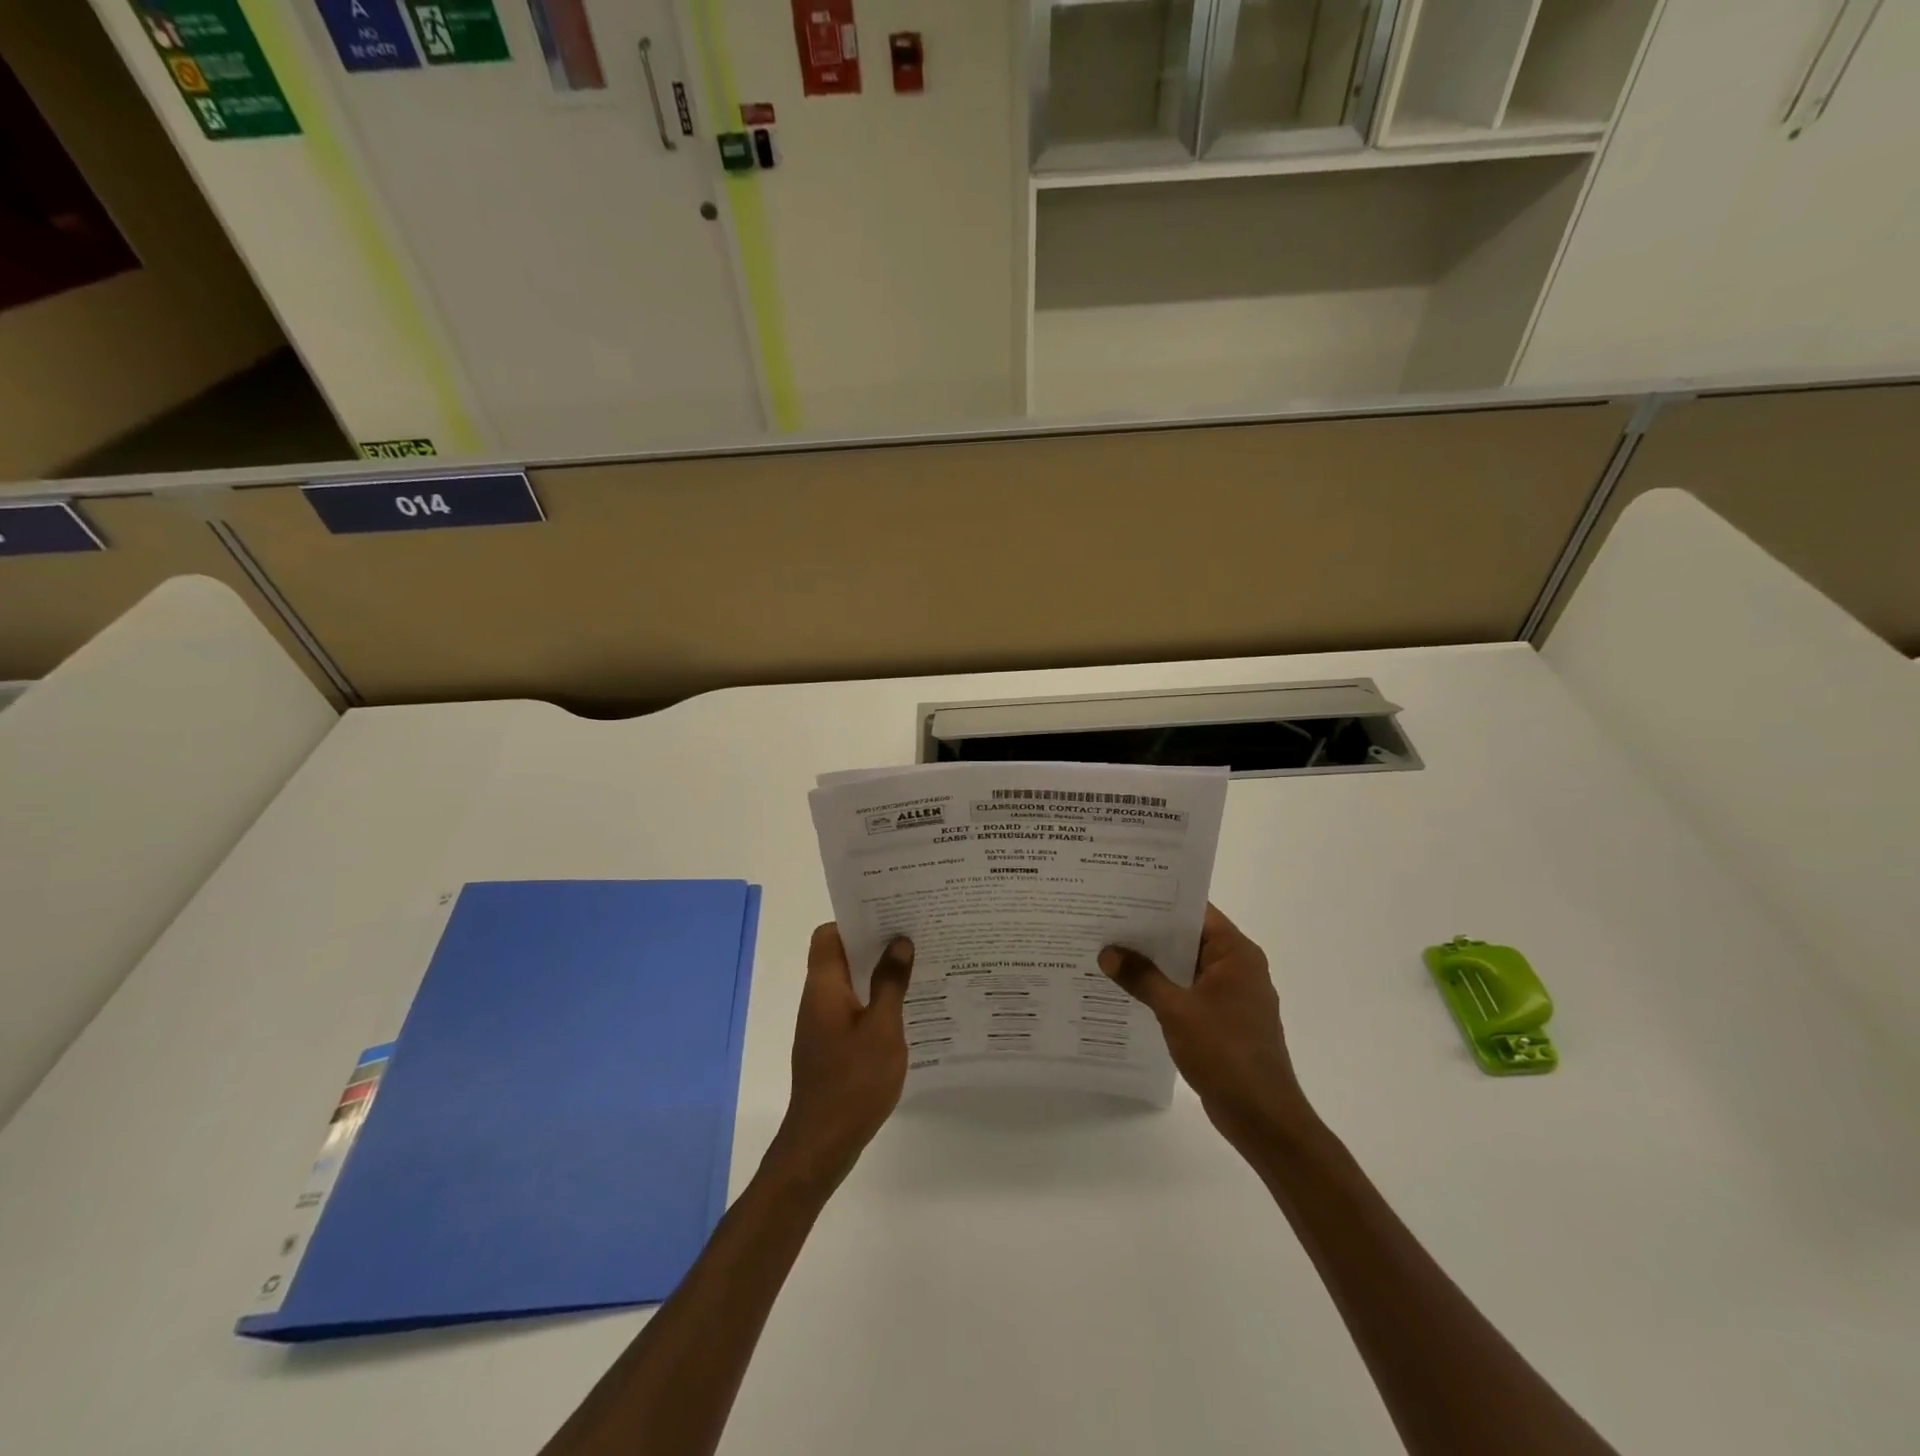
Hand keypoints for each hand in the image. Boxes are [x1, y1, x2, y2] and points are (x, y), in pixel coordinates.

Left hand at [766, 925, 914, 1190]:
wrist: (823, 1143)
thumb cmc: (853, 1080)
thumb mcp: (882, 1028)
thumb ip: (890, 983)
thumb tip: (899, 941)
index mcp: (824, 986)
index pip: (828, 935)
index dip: (855, 920)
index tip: (889, 915)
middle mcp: (818, 999)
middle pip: (841, 956)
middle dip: (874, 944)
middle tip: (913, 936)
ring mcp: (822, 1025)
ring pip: (849, 983)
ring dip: (877, 973)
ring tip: (917, 967)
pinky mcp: (831, 1047)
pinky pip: (852, 1009)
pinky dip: (874, 1001)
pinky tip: (906, 1010)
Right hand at [1100, 905, 1310, 1148]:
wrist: (1261, 1116)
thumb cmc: (1225, 1052)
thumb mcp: (1177, 1010)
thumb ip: (1142, 977)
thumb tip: (1108, 952)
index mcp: (1236, 954)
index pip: (1196, 912)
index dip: (1161, 901)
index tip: (1124, 894)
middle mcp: (1237, 968)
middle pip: (1189, 938)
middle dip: (1150, 933)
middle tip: (1106, 921)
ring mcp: (1231, 996)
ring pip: (1186, 967)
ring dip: (1154, 964)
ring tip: (1110, 951)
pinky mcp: (1223, 1021)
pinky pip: (1188, 992)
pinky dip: (1163, 989)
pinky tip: (1129, 990)